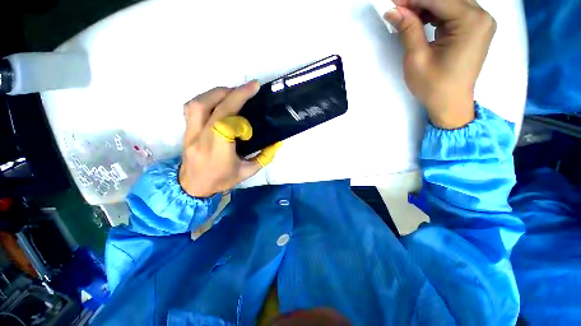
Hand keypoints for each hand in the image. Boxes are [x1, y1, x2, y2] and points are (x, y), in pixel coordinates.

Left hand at [179, 82, 281, 197]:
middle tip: (248, 87)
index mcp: (219, 152)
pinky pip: (192, 107)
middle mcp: (202, 139)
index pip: (226, 122)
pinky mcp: (186, 130)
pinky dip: (206, 98)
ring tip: (233, 92)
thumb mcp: (247, 172)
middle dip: (233, 93)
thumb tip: (277, 143)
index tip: (254, 93)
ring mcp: (190, 133)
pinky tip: (218, 101)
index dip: (240, 105)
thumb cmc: (221, 180)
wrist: (192, 187)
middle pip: (213, 108)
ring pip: (198, 103)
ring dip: (217, 92)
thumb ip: (264, 157)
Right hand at [384, 0, 495, 128]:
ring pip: (450, 3)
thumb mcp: (417, 58)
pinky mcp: (475, 29)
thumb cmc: (433, 86)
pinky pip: (454, 12)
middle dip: (420, 2)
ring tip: (408, 17)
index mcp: (471, 22)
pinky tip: (423, 21)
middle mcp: (481, 16)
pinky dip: (436, 13)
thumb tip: (393, 10)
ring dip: (427, 6)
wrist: (450, 104)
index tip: (393, 3)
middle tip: (398, 10)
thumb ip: (408, 30)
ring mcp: (480, 22)